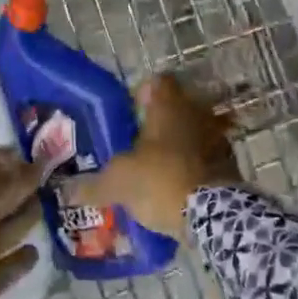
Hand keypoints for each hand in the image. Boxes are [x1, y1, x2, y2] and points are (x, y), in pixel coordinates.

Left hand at [0, 149, 41, 298]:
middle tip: (48, 179)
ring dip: (19, 222)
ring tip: (44, 209)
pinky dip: (17, 260)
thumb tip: (23, 166)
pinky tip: (35, 252)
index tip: (36, 155)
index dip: (7, 162)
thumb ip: (1, 181)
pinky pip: (1, 268)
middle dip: (16, 190)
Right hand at [74, 75, 238, 239]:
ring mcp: (218, 140)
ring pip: (193, 134)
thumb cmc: (160, 181)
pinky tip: (177, 190)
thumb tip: (66, 191)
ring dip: (179, 147)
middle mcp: (197, 115)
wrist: (215, 216)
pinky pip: (207, 160)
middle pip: (176, 108)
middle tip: (138, 144)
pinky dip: (194, 170)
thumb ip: (92, 185)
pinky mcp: (231, 167)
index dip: (143, 92)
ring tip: (157, 170)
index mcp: (168, 107)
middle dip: (159, 124)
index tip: (130, 111)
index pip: (158, 82)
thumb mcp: (117, 183)